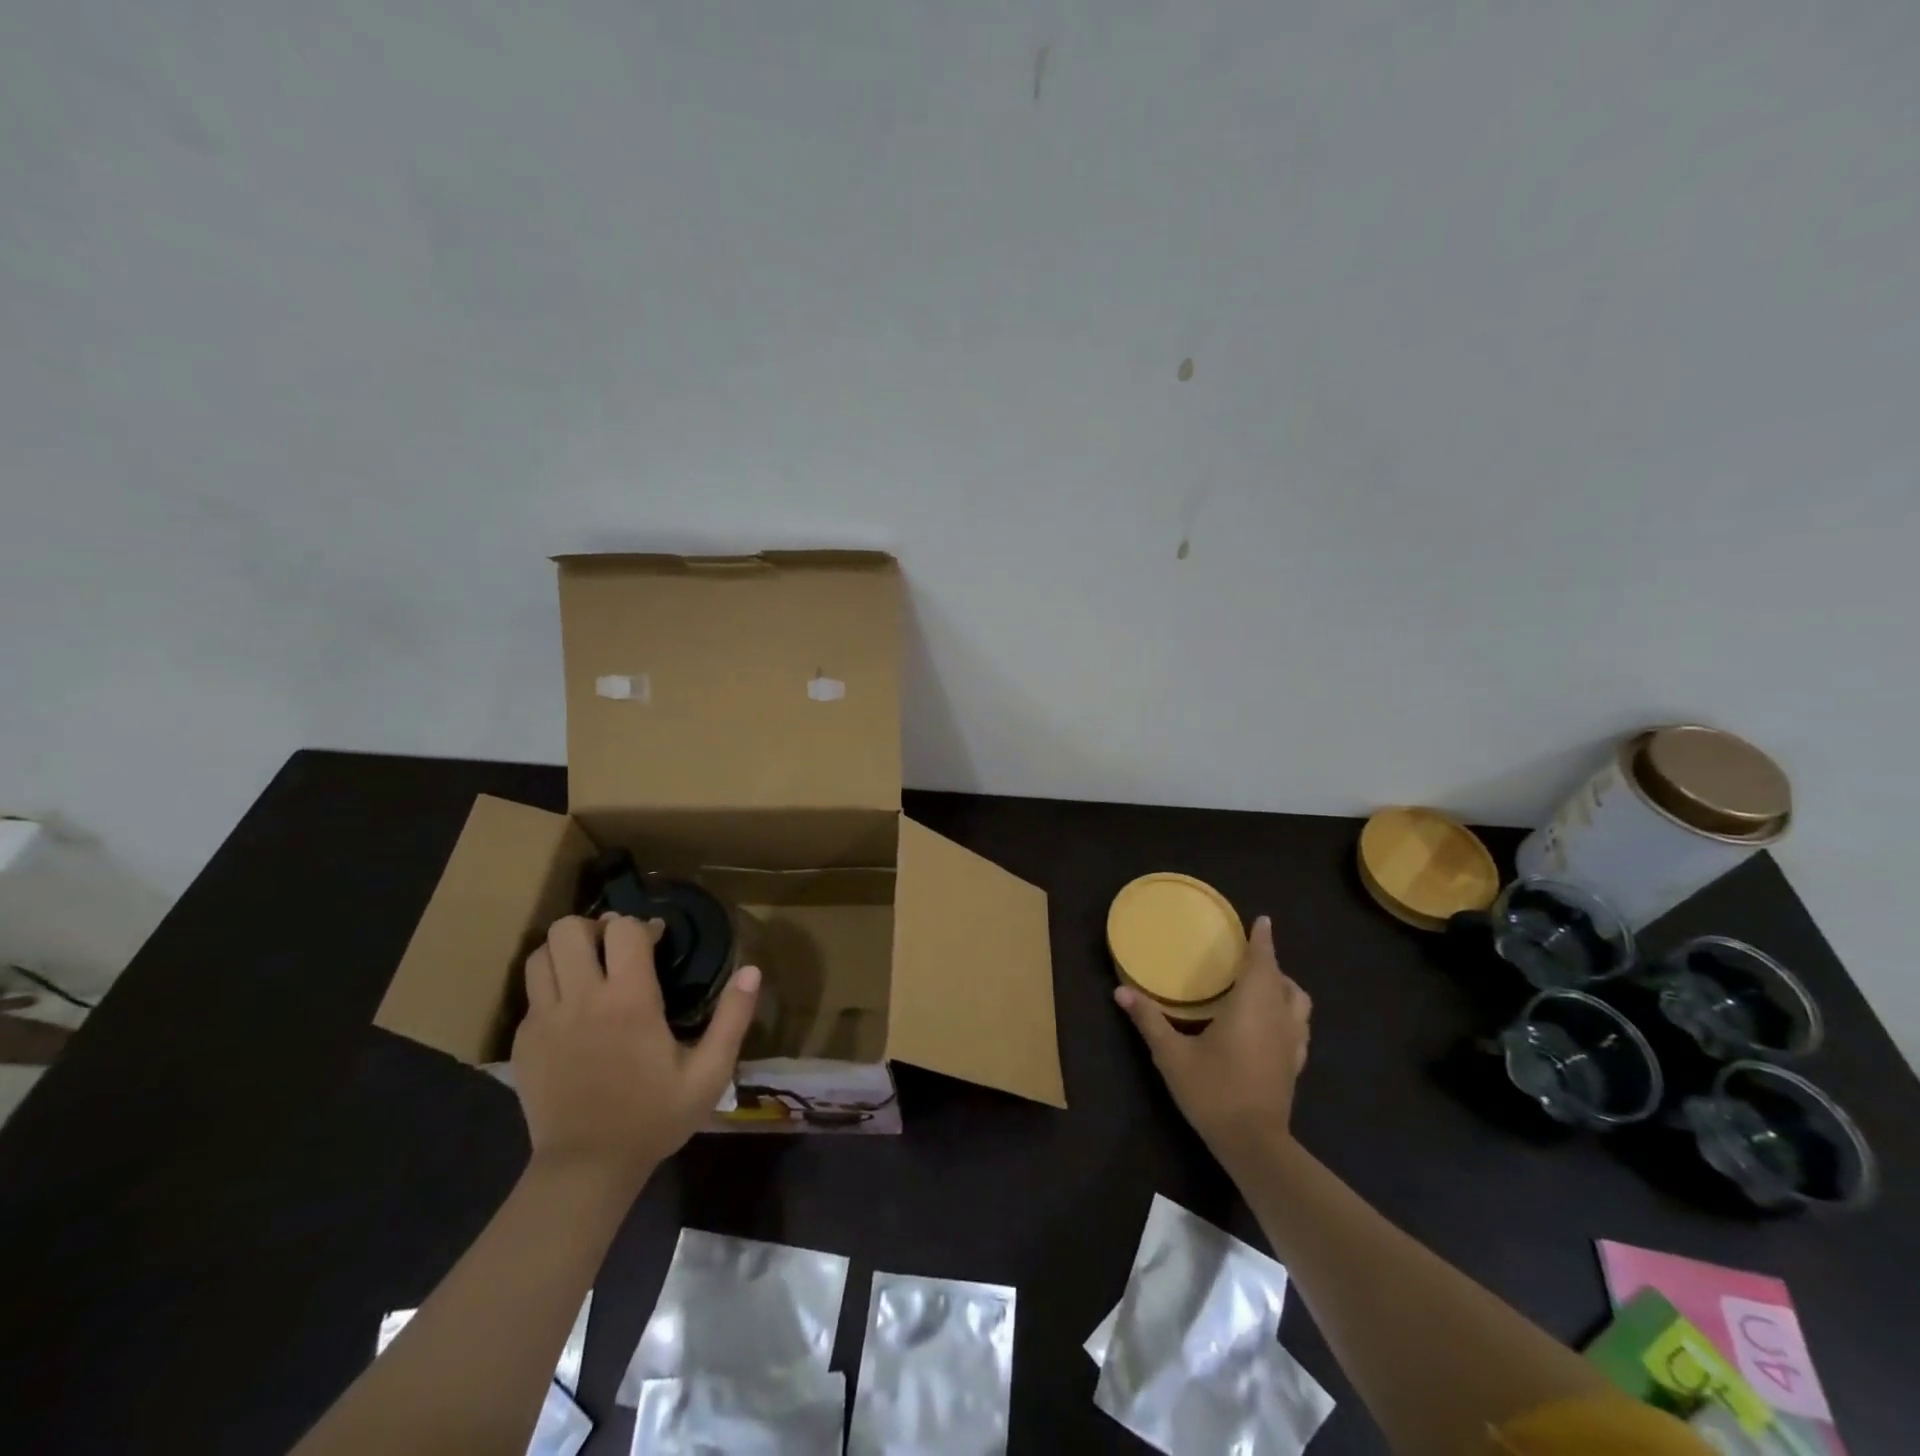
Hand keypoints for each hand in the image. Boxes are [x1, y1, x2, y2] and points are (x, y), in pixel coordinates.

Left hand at [511, 914, 761, 1187]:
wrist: (586, 1170)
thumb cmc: (654, 1118)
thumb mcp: (709, 1073)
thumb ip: (732, 1018)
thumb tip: (752, 970)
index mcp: (629, 1001)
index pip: (623, 929)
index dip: (641, 925)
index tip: (656, 942)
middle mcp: (581, 999)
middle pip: (569, 929)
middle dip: (595, 928)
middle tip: (616, 950)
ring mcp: (544, 1020)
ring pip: (539, 954)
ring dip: (565, 951)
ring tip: (589, 969)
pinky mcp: (523, 1042)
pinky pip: (531, 993)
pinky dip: (551, 987)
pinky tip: (573, 1012)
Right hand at [1115, 916, 1310, 1172]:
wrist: (1254, 1144)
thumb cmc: (1213, 1091)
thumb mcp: (1172, 1055)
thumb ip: (1149, 1020)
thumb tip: (1120, 991)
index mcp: (1251, 1005)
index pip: (1262, 962)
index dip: (1262, 940)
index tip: (1262, 920)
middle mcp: (1278, 1017)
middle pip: (1282, 979)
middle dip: (1270, 962)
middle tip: (1249, 954)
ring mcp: (1292, 1042)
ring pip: (1298, 1002)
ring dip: (1284, 987)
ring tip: (1263, 985)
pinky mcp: (1295, 1064)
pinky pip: (1299, 1026)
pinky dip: (1289, 1013)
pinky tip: (1272, 1024)